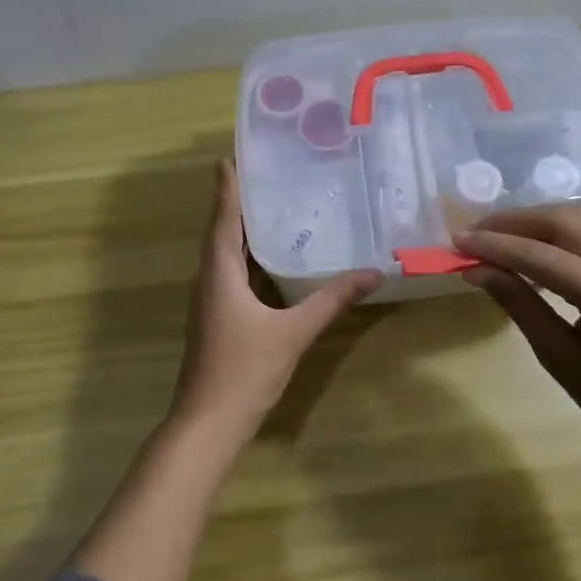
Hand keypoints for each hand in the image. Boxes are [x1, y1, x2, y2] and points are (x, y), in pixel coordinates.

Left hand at [168, 160, 382, 438]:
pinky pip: (227, 276)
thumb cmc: (245, 370)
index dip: (226, 189)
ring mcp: (208, 303)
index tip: (228, 157)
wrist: (208, 423)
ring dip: (237, 230)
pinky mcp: (214, 320)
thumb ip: (331, 301)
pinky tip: (265, 261)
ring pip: (222, 256)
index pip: (223, 221)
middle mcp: (208, 282)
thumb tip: (372, 273)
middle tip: (257, 175)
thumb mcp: (294, 333)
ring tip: (264, 208)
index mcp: (220, 275)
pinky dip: (243, 258)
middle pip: (219, 233)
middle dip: (234, 203)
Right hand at [455, 203, 580, 460]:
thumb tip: (476, 270)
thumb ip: (518, 304)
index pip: (540, 255)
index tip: (457, 242)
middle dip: (515, 220)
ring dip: (537, 220)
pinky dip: (558, 232)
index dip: (495, 245)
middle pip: (564, 220)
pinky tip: (532, 247)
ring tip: (497, 234)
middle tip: (474, 232)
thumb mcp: (557, 356)